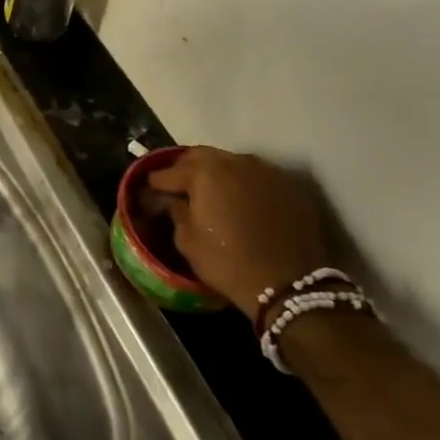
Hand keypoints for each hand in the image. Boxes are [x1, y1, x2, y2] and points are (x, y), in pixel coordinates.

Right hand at [146, 146, 331, 318]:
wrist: (288, 284)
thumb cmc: (227, 262)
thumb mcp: (187, 241)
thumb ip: (175, 211)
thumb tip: (172, 199)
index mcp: (203, 173)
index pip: (169, 171)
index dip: (156, 182)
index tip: (150, 191)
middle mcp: (234, 162)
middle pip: (200, 155)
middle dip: (185, 168)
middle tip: (179, 187)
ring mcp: (265, 170)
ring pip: (230, 161)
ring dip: (216, 172)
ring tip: (211, 192)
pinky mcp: (288, 184)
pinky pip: (256, 175)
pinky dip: (242, 182)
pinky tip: (240, 201)